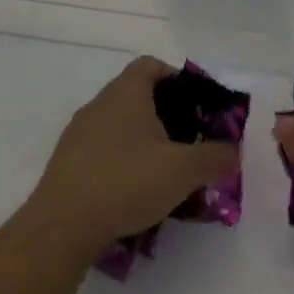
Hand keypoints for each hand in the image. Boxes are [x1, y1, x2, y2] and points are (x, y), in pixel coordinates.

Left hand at [22, 56, 237, 257]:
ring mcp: (78, 135)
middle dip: (166, 115)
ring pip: (119, 126)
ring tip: (166, 171)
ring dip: (144, 141)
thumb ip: (215, 157)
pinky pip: (103, 152)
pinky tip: (136, 192)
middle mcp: (98, 106)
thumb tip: (232, 152)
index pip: (150, 65)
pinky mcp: (66, 165)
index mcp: (126, 94)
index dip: (177, 78)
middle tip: (189, 141)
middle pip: (136, 95)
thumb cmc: (127, 183)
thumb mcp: (185, 170)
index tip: (196, 104)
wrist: (61, 228)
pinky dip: (123, 163)